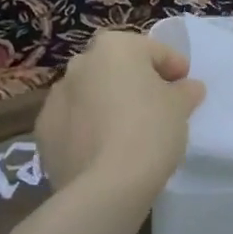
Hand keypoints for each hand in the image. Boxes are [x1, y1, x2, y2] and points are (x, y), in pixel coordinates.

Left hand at [37, 30, 205, 197]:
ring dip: (108, 104)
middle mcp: (81, 62)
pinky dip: (87, 128)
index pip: (154, 51)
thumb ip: (185, 91)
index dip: (174, 67)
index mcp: (115, 47)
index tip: (186, 87)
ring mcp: (56, 96)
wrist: (105, 186)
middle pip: (118, 68)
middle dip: (136, 82)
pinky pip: (74, 121)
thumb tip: (188, 87)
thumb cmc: (150, 131)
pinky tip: (104, 150)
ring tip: (128, 132)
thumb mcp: (180, 107)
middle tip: (158, 107)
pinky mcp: (43, 130)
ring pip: (91, 94)